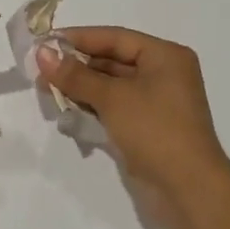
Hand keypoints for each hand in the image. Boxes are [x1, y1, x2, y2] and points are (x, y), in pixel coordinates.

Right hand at [36, 27, 229, 212]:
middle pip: (112, 60)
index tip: (45, 42)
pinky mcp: (147, 127)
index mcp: (165, 56)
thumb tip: (41, 53)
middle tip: (40, 69)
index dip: (79, 38)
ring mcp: (156, 103)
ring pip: (111, 86)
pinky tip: (66, 111)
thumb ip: (75, 75)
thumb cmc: (155, 130)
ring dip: (80, 88)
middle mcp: (164, 74)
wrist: (189, 190)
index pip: (115, 38)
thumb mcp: (112, 98)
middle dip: (76, 65)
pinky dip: (92, 107)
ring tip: (46, 90)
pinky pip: (114, 108)